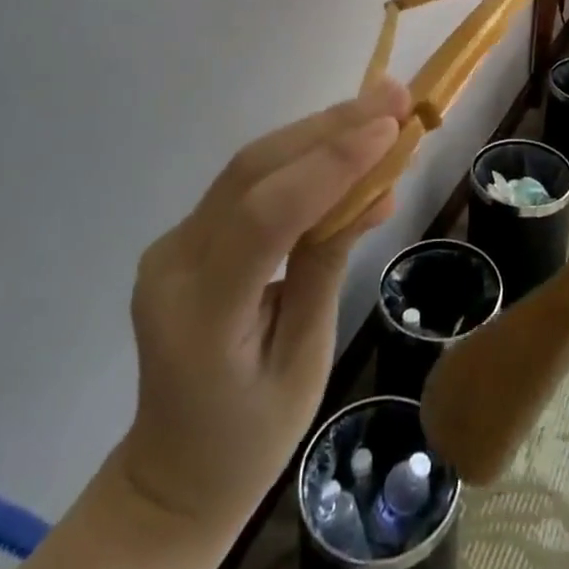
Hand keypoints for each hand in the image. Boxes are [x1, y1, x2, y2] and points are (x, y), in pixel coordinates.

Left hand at [116, 77, 410, 558]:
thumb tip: (378, 188)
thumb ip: (329, 264)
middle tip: (395, 95)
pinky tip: (348, 137)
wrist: (173, 473)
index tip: (390, 128)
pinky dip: (305, 154)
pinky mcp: (190, 231)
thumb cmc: (249, 438)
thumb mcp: (304, 362)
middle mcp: (173, 262)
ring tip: (382, 102)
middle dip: (331, 127)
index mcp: (198, 314)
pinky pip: (251, 180)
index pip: (263, 217)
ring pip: (253, 163)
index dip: (329, 165)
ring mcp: (175, 241)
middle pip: (254, 171)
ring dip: (321, 129)